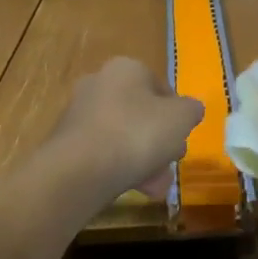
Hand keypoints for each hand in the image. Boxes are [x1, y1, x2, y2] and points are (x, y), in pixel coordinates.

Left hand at [41, 57, 203, 207]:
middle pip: (141, 113)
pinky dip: (119, 168)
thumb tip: (190, 110)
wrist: (79, 172)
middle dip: (159, 140)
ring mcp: (79, 114)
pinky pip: (102, 153)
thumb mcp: (181, 118)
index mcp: (126, 68)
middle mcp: (99, 83)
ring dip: (143, 159)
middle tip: (170, 162)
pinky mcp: (66, 143)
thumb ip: (191, 110)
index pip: (160, 87)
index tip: (183, 136)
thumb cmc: (137, 133)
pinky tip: (135, 190)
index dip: (177, 114)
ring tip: (156, 185)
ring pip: (123, 136)